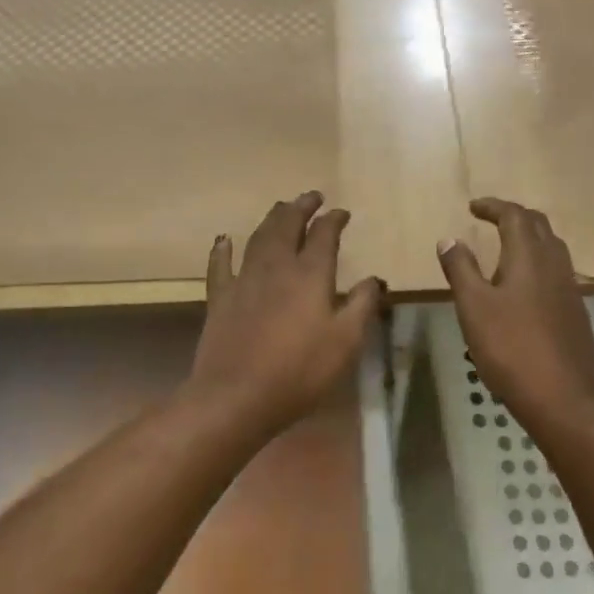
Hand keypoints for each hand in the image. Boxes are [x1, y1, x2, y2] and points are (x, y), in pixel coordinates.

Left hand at [187, 192, 384, 435]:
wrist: (236, 396)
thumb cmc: (299, 372)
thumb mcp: (346, 343)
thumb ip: (362, 306)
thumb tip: (373, 279)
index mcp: (310, 274)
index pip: (324, 235)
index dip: (334, 220)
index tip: (342, 212)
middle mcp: (277, 266)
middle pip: (288, 225)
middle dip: (301, 207)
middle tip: (312, 196)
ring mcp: (244, 280)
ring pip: (258, 237)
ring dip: (272, 218)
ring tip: (281, 207)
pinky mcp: (220, 298)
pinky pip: (220, 265)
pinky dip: (222, 249)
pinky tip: (223, 239)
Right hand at [437, 198, 593, 429]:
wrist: (562, 398)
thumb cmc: (510, 347)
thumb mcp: (474, 307)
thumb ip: (461, 269)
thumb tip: (449, 239)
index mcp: (529, 256)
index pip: (514, 215)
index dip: (493, 206)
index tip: (473, 207)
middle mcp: (554, 264)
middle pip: (538, 225)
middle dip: (514, 216)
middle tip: (490, 220)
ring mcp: (570, 289)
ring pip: (552, 248)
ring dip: (529, 238)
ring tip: (505, 248)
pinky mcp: (576, 312)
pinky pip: (557, 272)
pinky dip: (538, 264)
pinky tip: (524, 287)